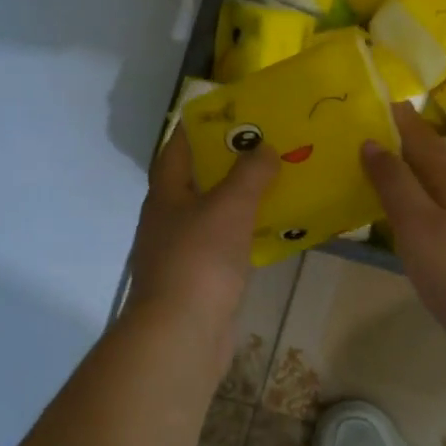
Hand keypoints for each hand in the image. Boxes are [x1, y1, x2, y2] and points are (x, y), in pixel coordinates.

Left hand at [125, 128, 277, 356]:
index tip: (234, 113)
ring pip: (214, 215)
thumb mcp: (229, 206)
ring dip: (241, 200)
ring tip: (278, 183)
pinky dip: (246, 235)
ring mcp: (182, 252)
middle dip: (230, 163)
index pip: (179, 148)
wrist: (182, 333)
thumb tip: (264, 147)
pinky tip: (274, 231)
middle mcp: (169, 219)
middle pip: (198, 181)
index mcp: (166, 194)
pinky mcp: (200, 281)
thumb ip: (249, 174)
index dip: (202, 127)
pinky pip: (226, 246)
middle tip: (268, 146)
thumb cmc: (200, 259)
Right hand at [361, 104, 445, 366]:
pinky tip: (401, 219)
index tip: (378, 99)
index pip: (425, 141)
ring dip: (408, 175)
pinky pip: (435, 218)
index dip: (402, 120)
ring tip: (377, 168)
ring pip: (435, 191)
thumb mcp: (421, 225)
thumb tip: (372, 142)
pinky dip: (414, 208)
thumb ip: (396, 184)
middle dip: (404, 144)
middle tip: (368, 130)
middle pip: (433, 163)